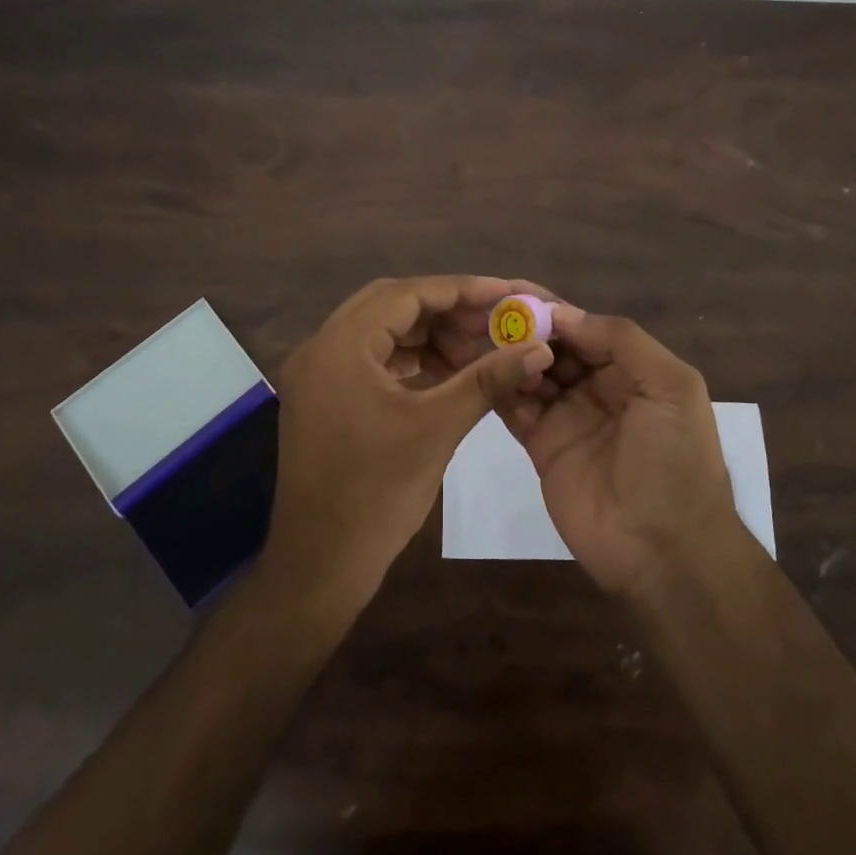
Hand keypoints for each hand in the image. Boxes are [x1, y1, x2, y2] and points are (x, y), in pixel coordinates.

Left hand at [264, 276, 553, 613]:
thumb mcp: (437, 428)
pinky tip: (445, 373)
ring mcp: (316, 374)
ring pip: (379, 331)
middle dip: (444, 310)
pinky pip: (369, 359)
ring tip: (474, 352)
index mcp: (339, 347)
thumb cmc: (377, 494)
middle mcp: (319, 348)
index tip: (504, 294)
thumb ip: (487, 379)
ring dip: (426, 335)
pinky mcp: (322, 397)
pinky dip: (408, 359)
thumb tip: (538, 348)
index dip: (460, 291)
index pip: (405, 295)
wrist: (320, 564)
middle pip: (389, 305)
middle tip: (491, 323)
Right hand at [501, 298, 742, 597]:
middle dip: (525, 328)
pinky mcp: (541, 446)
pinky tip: (479, 369)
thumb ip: (623, 341)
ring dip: (508, 354)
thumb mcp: (671, 387)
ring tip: (473, 334)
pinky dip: (499, 387)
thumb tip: (563, 313)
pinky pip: (516, 408)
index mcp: (633, 369)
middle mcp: (598, 387)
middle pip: (555, 347)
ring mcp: (568, 417)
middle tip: (484, 312)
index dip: (554, 309)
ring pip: (532, 373)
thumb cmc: (674, 460)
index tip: (513, 291)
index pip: (586, 328)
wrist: (663, 550)